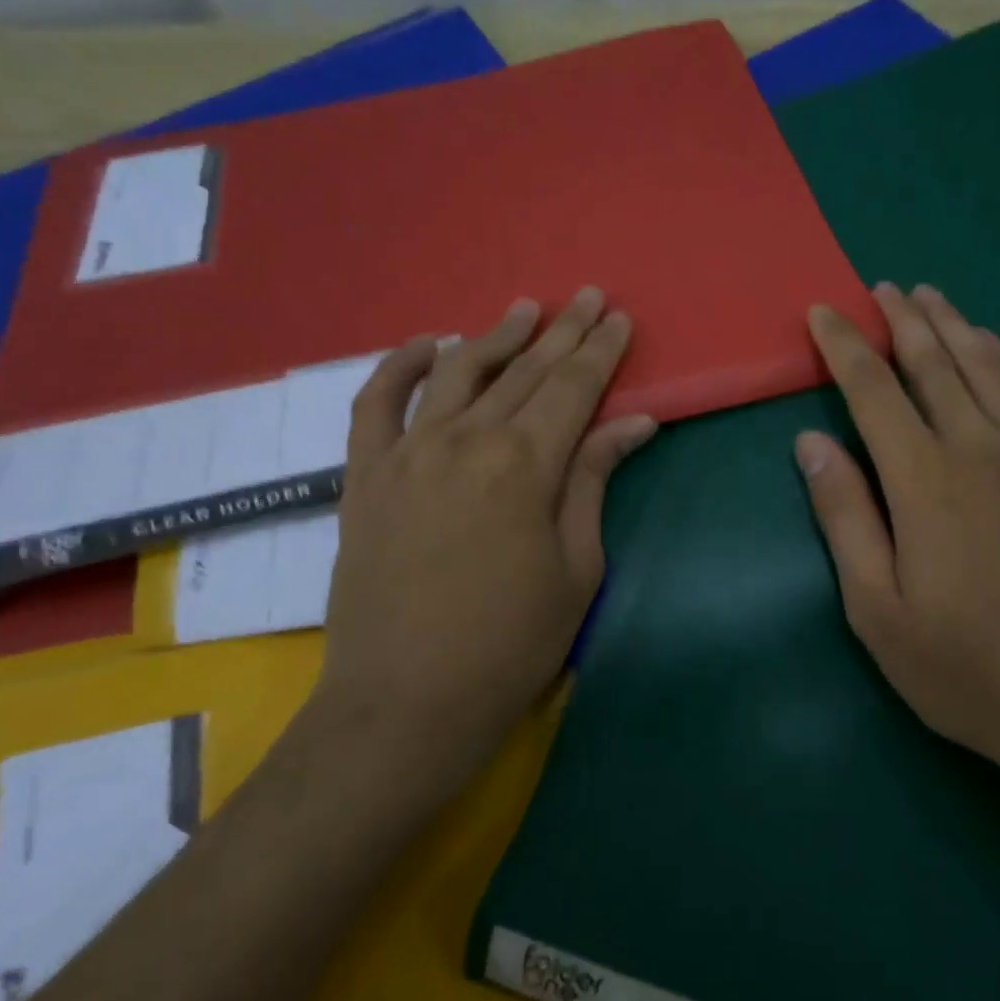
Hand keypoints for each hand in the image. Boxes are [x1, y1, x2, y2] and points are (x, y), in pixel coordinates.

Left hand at [314, 288, 656, 804]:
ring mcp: (407, 453)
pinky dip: (399, 366)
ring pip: (457, 373)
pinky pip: (376, 403)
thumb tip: (634, 423)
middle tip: (590, 297)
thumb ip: (594, 481)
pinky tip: (426, 344)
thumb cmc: (511, 643)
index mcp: (525, 464)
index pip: (574, 388)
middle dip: (563, 331)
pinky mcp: (365, 476)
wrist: (405, 703)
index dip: (601, 351)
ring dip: (496, 336)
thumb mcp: (576, 565)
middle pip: (525, 371)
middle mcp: (465, 440)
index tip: (620, 318)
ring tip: (525, 308)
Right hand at [797, 283, 999, 803]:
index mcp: (926, 482)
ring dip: (955, 325)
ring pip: (990, 367)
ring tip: (930, 296)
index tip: (823, 313)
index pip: (874, 391)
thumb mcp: (876, 609)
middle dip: (902, 320)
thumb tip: (810, 442)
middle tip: (879, 288)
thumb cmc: (963, 668)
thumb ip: (844, 516)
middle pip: (935, 363)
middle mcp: (983, 450)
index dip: (844, 347)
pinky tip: (998, 345)